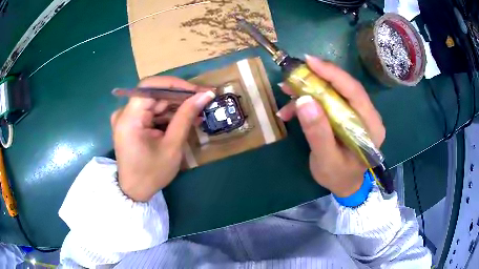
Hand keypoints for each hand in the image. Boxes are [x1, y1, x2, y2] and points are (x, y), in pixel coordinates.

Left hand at [111, 76, 214, 201]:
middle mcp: (124, 113)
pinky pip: (151, 112)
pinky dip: (167, 115)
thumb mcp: (172, 146)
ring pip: (154, 102)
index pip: (150, 86)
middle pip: (153, 94)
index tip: (196, 91)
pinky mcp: (131, 123)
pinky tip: (184, 120)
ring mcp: (126, 118)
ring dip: (176, 106)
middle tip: (203, 100)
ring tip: (198, 113)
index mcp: (129, 118)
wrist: (135, 191)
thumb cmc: (152, 173)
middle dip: (179, 96)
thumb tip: (205, 95)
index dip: (174, 84)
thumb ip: (186, 117)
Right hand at [277, 55, 384, 196]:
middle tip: (292, 74)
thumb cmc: (339, 176)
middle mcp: (367, 115)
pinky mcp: (346, 115)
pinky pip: (327, 101)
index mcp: (370, 126)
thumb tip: (304, 100)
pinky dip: (308, 102)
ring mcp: (356, 114)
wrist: (345, 185)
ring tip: (286, 90)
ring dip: (309, 89)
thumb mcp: (327, 160)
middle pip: (343, 87)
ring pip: (333, 91)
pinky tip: (290, 110)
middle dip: (316, 78)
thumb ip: (318, 133)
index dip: (333, 73)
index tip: (309, 62)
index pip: (354, 91)